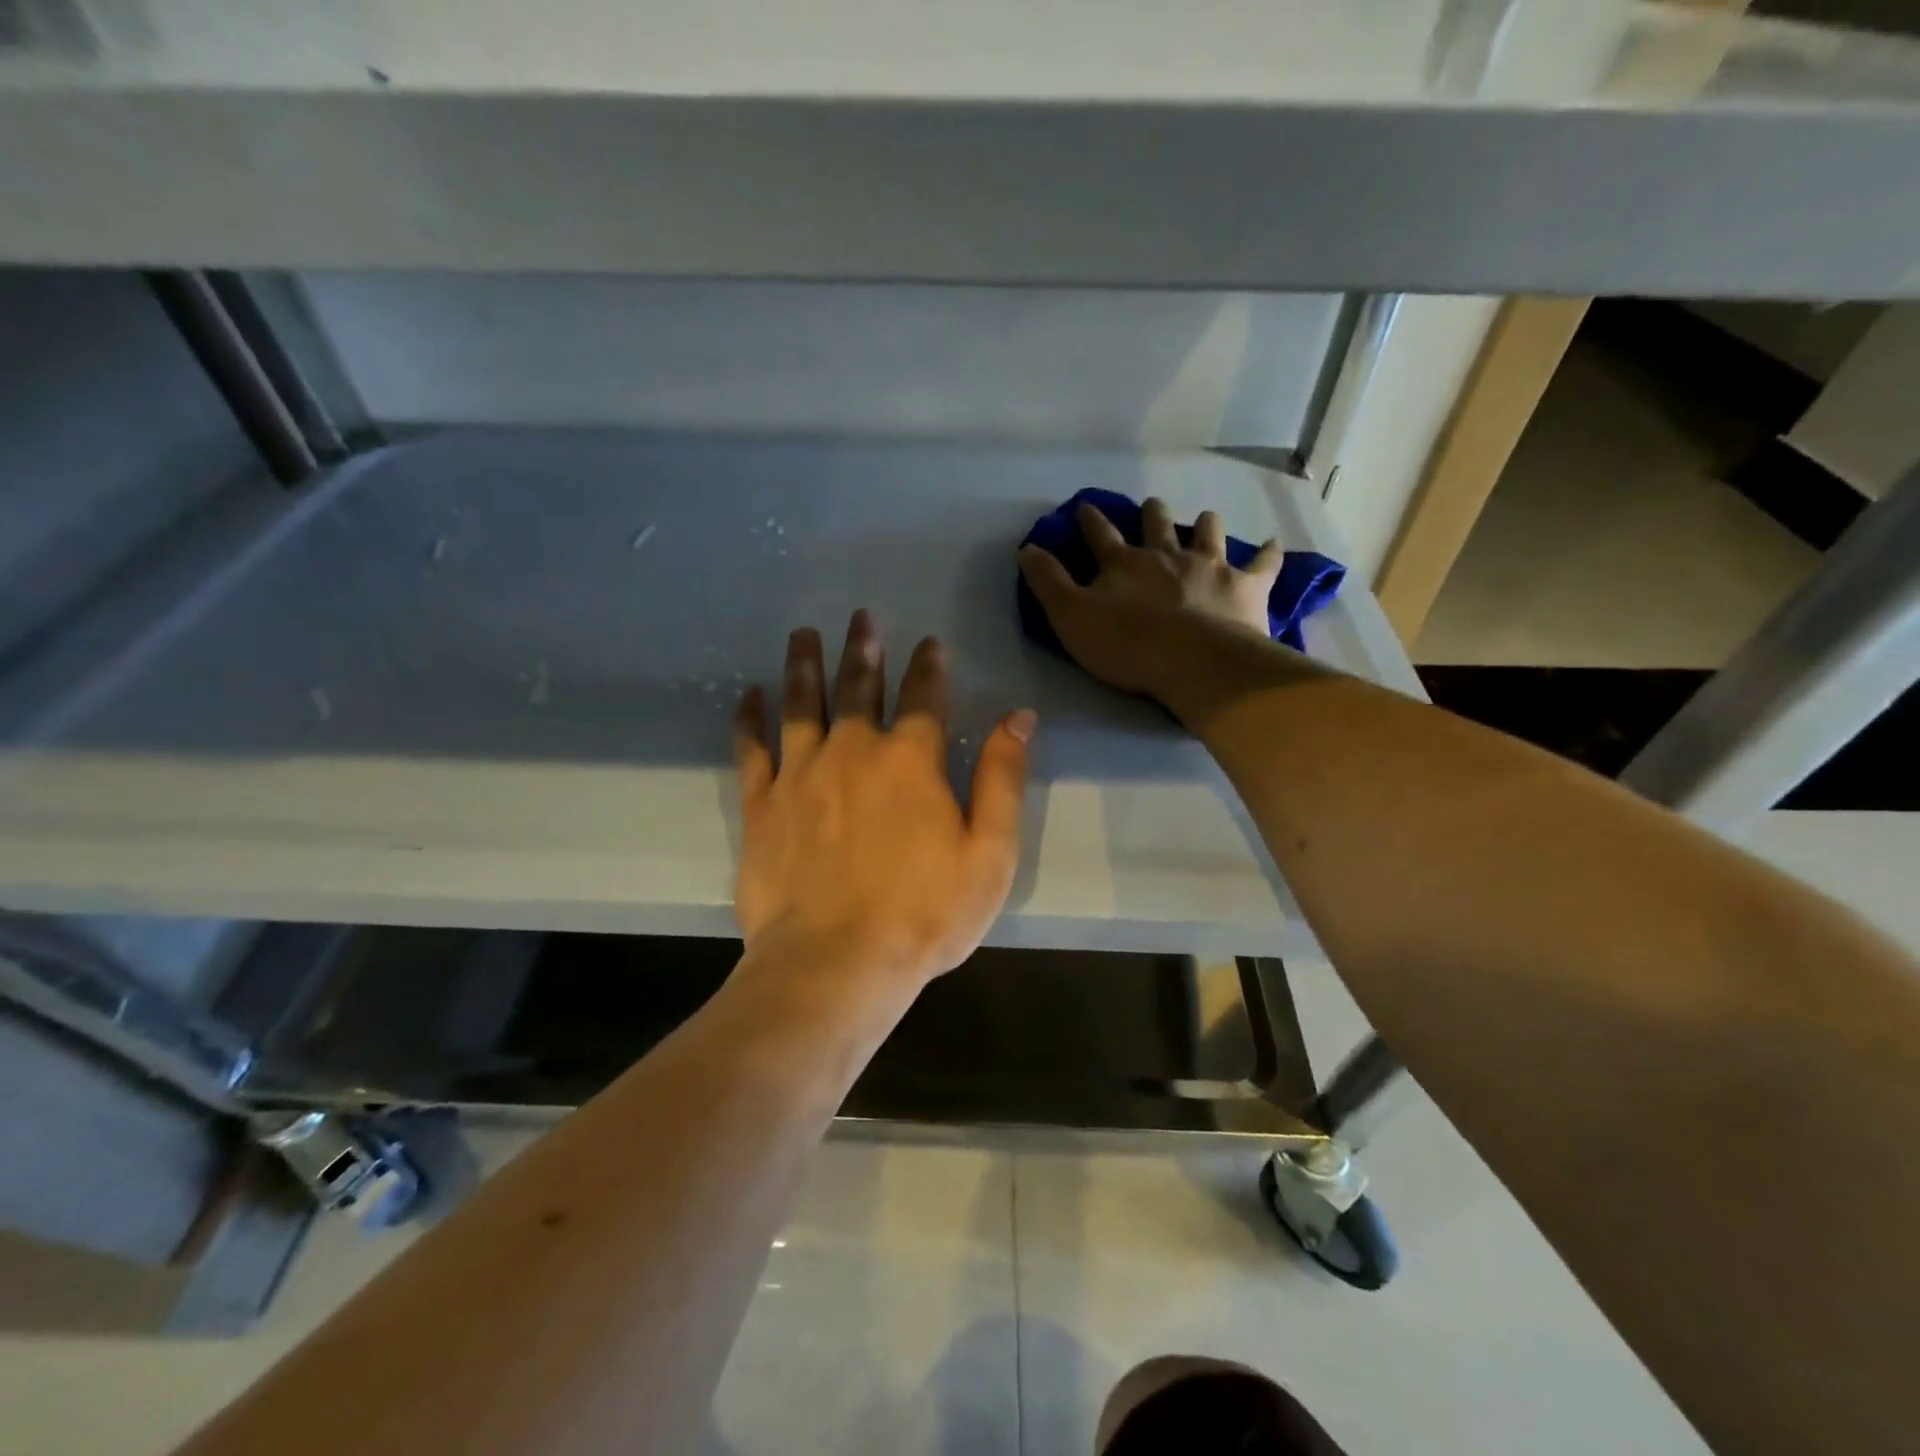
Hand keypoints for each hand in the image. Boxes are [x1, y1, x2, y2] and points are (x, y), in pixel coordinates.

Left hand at [732, 610, 1035, 994]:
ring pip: (803, 703)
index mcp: (912, 760)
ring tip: (803, 632)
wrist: (833, 964)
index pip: (924, 695)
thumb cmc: (923, 914)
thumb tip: (1019, 715)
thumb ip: (1003, 777)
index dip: (929, 665)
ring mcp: (801, 773)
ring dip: (804, 664)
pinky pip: (751, 748)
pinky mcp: (762, 804)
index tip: (929, 641)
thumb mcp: (989, 852)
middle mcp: (854, 750)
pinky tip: (748, 694)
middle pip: (859, 685)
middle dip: (864, 648)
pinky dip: (749, 718)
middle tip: (860, 616)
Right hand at [1019, 497, 1283, 702]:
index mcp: (1123, 563)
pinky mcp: (1246, 586)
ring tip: (1205, 519)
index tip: (1086, 506)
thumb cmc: (1127, 645)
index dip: (1090, 521)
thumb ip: (1048, 583)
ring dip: (1205, 525)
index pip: (1100, 535)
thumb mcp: (1071, 617)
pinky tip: (1274, 545)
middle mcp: (1166, 555)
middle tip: (1151, 506)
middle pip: (1157, 524)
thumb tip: (1027, 547)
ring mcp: (1210, 566)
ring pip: (1208, 533)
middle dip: (1151, 514)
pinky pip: (1263, 564)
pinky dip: (1268, 554)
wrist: (1195, 663)